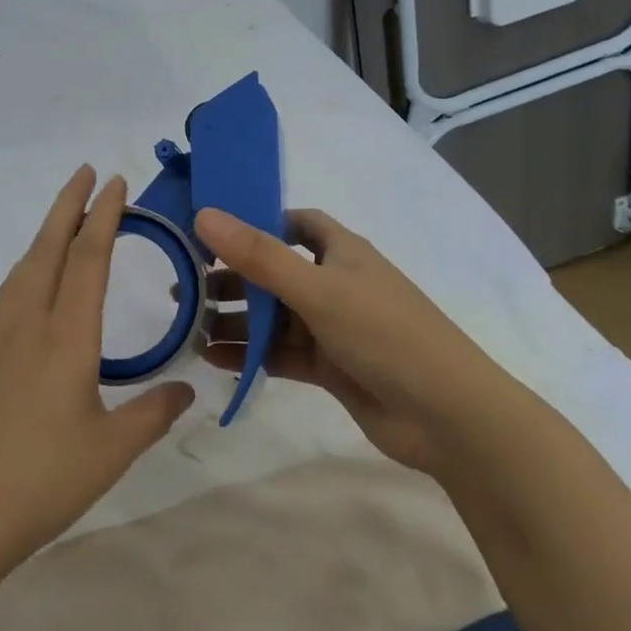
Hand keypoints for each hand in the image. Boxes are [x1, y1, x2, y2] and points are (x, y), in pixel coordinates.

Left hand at [0, 166, 194, 579]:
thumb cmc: (42, 482)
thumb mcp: (112, 452)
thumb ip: (152, 414)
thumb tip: (185, 390)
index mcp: (66, 339)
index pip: (87, 262)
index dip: (103, 218)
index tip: (115, 183)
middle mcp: (30, 329)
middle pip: (48, 251)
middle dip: (67, 207)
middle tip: (85, 172)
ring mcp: (2, 345)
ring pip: (24, 271)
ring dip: (45, 235)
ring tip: (62, 220)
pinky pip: (12, 297)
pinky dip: (29, 269)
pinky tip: (34, 286)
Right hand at [194, 206, 523, 471]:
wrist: (447, 416)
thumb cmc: (385, 335)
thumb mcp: (318, 289)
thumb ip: (259, 256)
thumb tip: (203, 214)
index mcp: (342, 252)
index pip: (296, 223)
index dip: (257, 222)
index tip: (211, 231)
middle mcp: (335, 284)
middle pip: (274, 273)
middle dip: (232, 280)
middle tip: (183, 290)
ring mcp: (332, 328)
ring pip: (273, 318)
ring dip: (235, 322)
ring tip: (189, 329)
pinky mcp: (329, 367)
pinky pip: (280, 354)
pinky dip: (250, 355)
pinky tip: (215, 361)